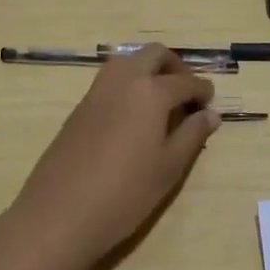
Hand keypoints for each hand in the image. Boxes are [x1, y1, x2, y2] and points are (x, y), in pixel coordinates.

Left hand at [8, 45, 219, 265]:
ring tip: (160, 103)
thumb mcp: (169, 168)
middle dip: (175, 66)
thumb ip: (192, 135)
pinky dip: (128, 85)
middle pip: (154, 54)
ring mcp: (96, 92)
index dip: (202, 90)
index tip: (210, 103)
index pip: (185, 81)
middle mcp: (123, 81)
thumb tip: (210, 114)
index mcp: (151, 92)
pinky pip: (110, 81)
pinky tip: (133, 118)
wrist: (59, 214)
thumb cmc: (125, 193)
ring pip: (128, 62)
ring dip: (148, 71)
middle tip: (186, 94)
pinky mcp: (79, 108)